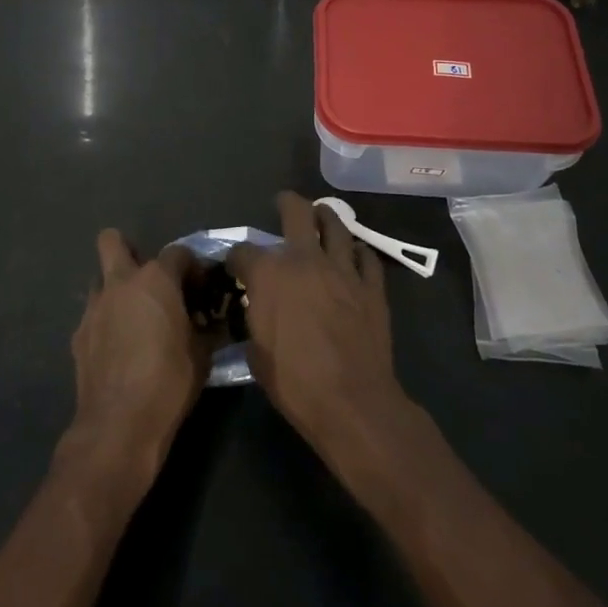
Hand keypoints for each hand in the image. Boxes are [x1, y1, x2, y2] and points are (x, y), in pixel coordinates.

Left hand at [62, 230, 207, 484]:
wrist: (119, 423)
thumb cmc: (169, 382)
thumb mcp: (202, 355)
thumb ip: (207, 329)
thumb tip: (212, 323)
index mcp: (156, 280)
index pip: (179, 253)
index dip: (192, 268)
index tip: (200, 290)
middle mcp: (121, 282)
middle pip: (113, 240)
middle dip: (129, 250)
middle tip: (149, 281)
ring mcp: (94, 306)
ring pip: (100, 278)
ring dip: (115, 289)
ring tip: (132, 316)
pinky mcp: (78, 333)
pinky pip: (93, 314)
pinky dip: (105, 321)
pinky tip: (118, 347)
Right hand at [229, 193, 413, 461]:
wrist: (352, 402)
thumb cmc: (294, 382)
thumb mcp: (255, 353)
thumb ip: (253, 320)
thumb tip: (256, 311)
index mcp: (269, 273)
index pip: (243, 251)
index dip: (236, 258)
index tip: (236, 267)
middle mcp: (305, 259)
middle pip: (296, 212)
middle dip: (286, 204)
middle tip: (284, 204)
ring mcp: (342, 269)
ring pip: (337, 225)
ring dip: (326, 217)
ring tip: (322, 216)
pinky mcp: (371, 286)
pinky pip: (367, 257)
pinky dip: (358, 253)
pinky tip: (354, 256)